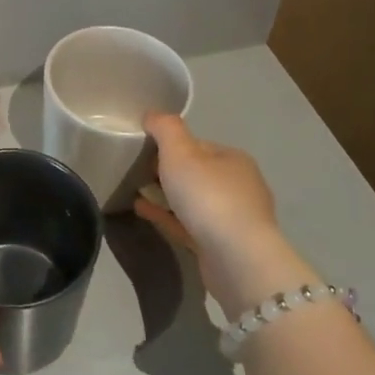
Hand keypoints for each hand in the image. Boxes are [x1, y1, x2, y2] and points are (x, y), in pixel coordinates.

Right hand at [135, 113, 319, 312]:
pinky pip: (188, 224)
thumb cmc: (209, 196)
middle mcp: (239, 186)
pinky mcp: (222, 246)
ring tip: (135, 192)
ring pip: (193, 201)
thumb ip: (165, 128)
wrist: (237, 259)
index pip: (198, 145)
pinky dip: (167, 216)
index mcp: (233, 159)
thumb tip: (152, 114)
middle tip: (136, 172)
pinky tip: (142, 211)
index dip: (170, 145)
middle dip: (168, 171)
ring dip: (166, 196)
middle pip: (196, 173)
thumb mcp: (180, 152)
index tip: (143, 150)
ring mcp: (233, 219)